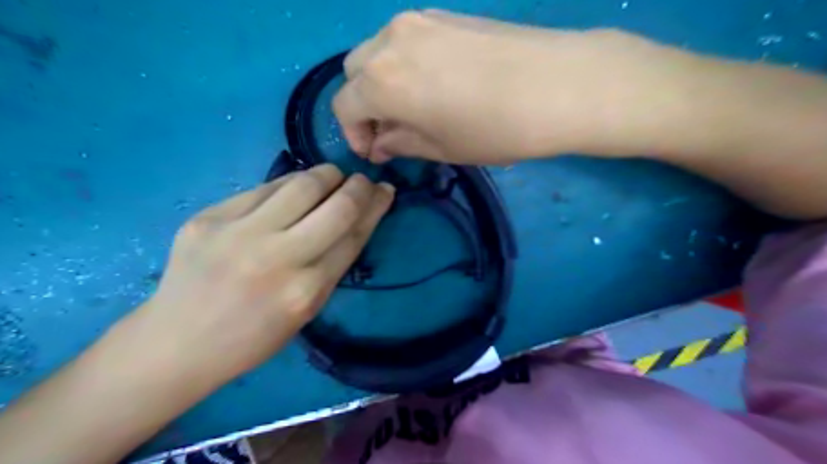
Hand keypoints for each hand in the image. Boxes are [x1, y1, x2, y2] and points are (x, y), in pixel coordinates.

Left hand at [137, 165, 392, 384]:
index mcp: (306, 291)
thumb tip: (356, 219)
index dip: (376, 206)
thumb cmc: (253, 336)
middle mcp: (277, 258)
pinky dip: (288, 184)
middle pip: (336, 205)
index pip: (354, 234)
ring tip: (331, 178)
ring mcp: (239, 233)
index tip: (385, 191)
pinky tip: (292, 189)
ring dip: (326, 175)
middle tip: (361, 181)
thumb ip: (332, 264)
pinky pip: (264, 188)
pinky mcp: (209, 217)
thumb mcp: (307, 310)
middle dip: (358, 185)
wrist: (178, 342)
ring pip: (301, 184)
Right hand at [331, 8, 699, 165]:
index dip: (353, 133)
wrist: (557, 85)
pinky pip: (405, 40)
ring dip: (381, 82)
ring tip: (410, 108)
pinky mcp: (443, 14)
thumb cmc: (494, 130)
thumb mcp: (440, 148)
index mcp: (382, 81)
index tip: (373, 151)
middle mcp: (389, 41)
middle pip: (355, 72)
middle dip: (363, 104)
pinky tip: (430, 83)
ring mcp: (417, 21)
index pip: (344, 106)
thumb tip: (379, 144)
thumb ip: (400, 143)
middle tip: (388, 130)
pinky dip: (403, 63)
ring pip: (377, 51)